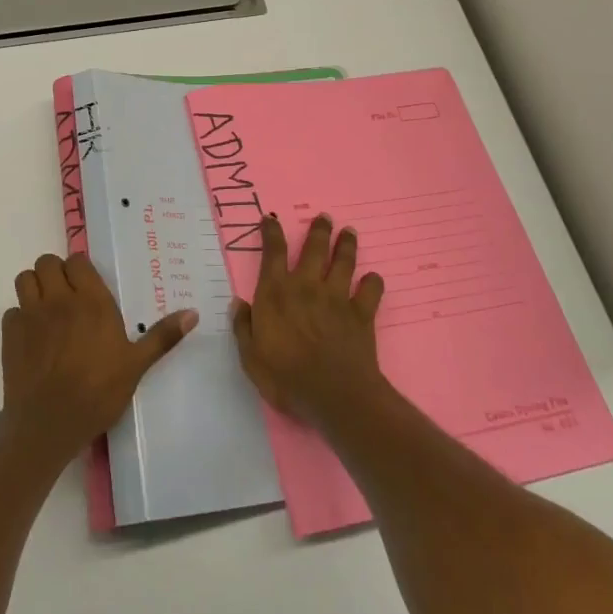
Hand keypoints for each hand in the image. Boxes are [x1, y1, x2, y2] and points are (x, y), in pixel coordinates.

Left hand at [1, 252, 197, 454]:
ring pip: (25, 278)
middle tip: (67, 296)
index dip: (80, 270)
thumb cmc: (98, 392)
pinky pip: (12, 311)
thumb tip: (193, 313)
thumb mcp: (136, 365)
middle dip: (56, 273)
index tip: (88, 286)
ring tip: (47, 309)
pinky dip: (20, 317)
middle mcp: (58, 299)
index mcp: (91, 301)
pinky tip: (33, 337)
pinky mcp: (10, 334)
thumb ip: (163, 336)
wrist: (48, 423)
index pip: (77, 261)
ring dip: (35, 287)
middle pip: (47, 263)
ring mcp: (30, 314)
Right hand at [233, 213, 387, 427]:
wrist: (334, 395)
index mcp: (276, 293)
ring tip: (349, 232)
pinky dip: (373, 283)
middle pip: (315, 249)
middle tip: (324, 217)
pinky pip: (370, 291)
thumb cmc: (286, 378)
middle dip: (319, 230)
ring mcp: (337, 298)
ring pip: (344, 262)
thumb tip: (239, 302)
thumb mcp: (250, 357)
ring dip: (347, 245)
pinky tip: (373, 279)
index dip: (272, 233)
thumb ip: (244, 327)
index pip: (273, 253)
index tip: (271, 219)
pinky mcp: (361, 314)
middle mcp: (307, 287)